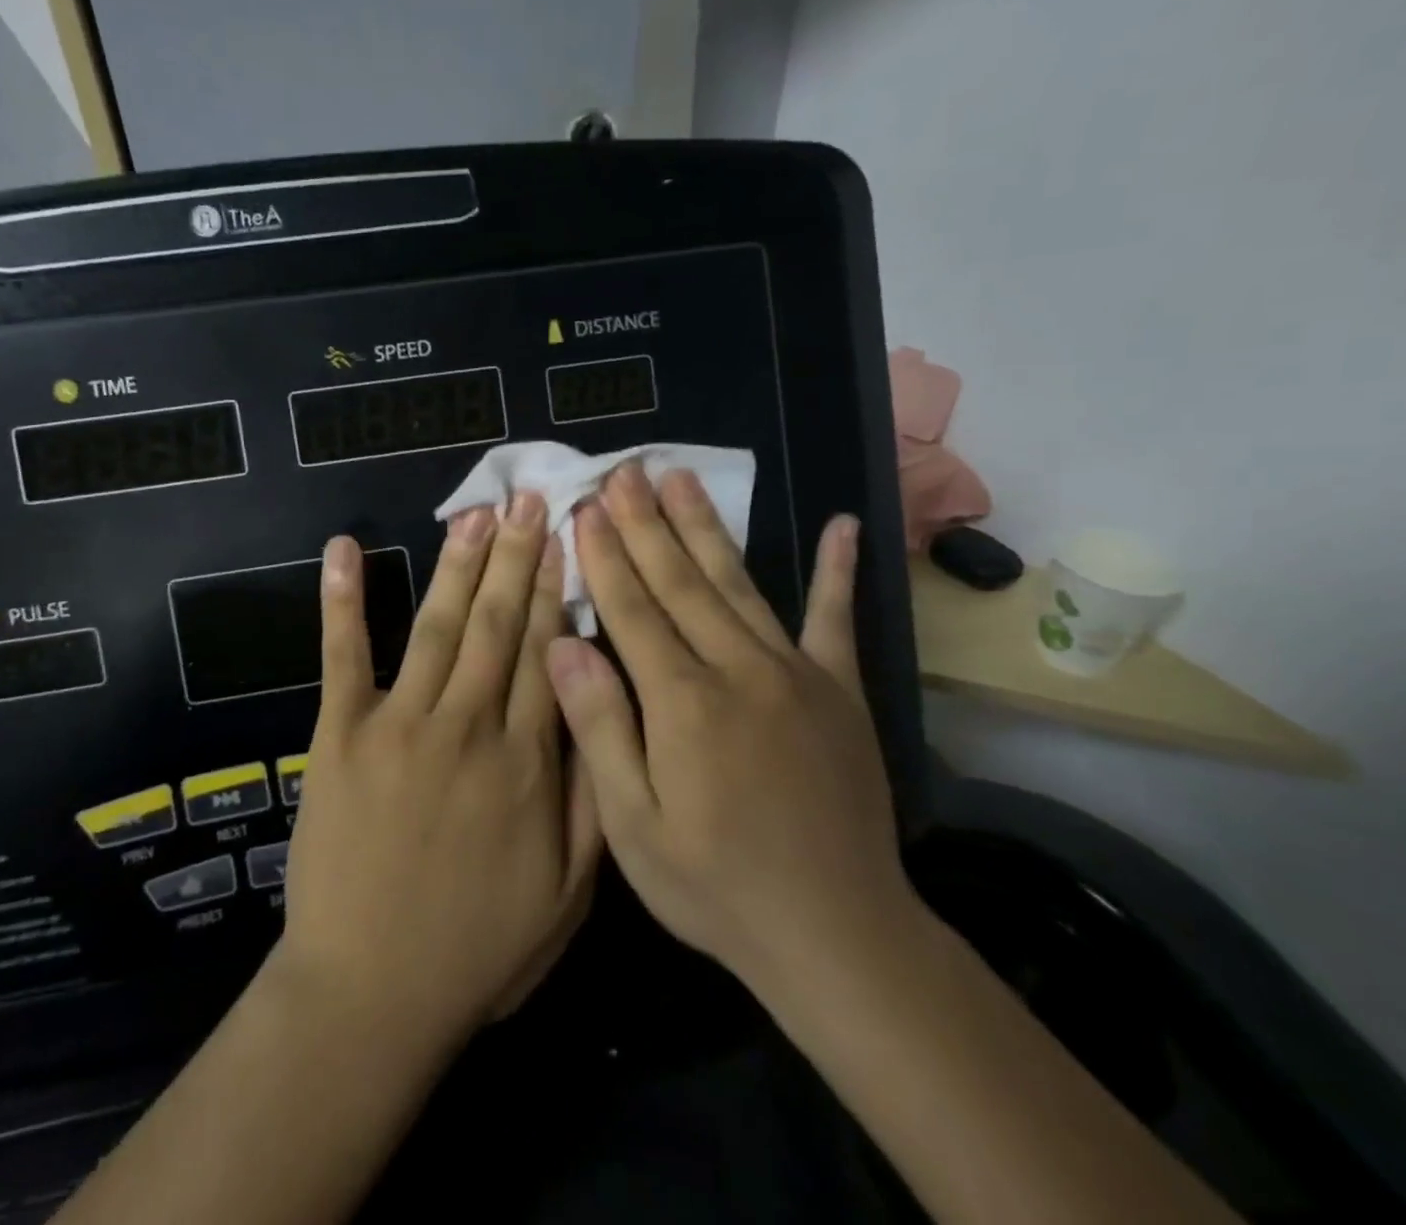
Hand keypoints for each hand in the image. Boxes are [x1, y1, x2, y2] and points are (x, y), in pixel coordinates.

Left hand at [276, 495, 600, 1045]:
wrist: (370, 993)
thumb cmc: (477, 949)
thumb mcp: (569, 894)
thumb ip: (590, 796)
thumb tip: (599, 709)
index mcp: (527, 762)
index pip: (548, 652)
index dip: (557, 590)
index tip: (566, 538)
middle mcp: (468, 726)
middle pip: (499, 624)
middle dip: (516, 556)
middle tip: (528, 499)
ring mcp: (400, 724)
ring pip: (439, 625)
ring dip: (457, 563)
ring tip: (476, 514)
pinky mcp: (341, 734)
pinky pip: (342, 655)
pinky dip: (342, 599)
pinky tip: (342, 549)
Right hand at [546, 464, 918, 1010]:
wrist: (837, 935)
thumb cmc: (716, 887)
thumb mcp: (632, 826)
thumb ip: (599, 727)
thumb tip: (562, 644)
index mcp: (682, 703)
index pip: (632, 609)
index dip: (605, 555)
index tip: (586, 506)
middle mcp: (738, 671)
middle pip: (681, 581)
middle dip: (646, 523)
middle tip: (626, 470)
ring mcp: (796, 674)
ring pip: (739, 584)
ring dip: (705, 527)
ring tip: (681, 478)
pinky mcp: (839, 691)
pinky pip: (836, 620)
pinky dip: (838, 571)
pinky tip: (843, 524)